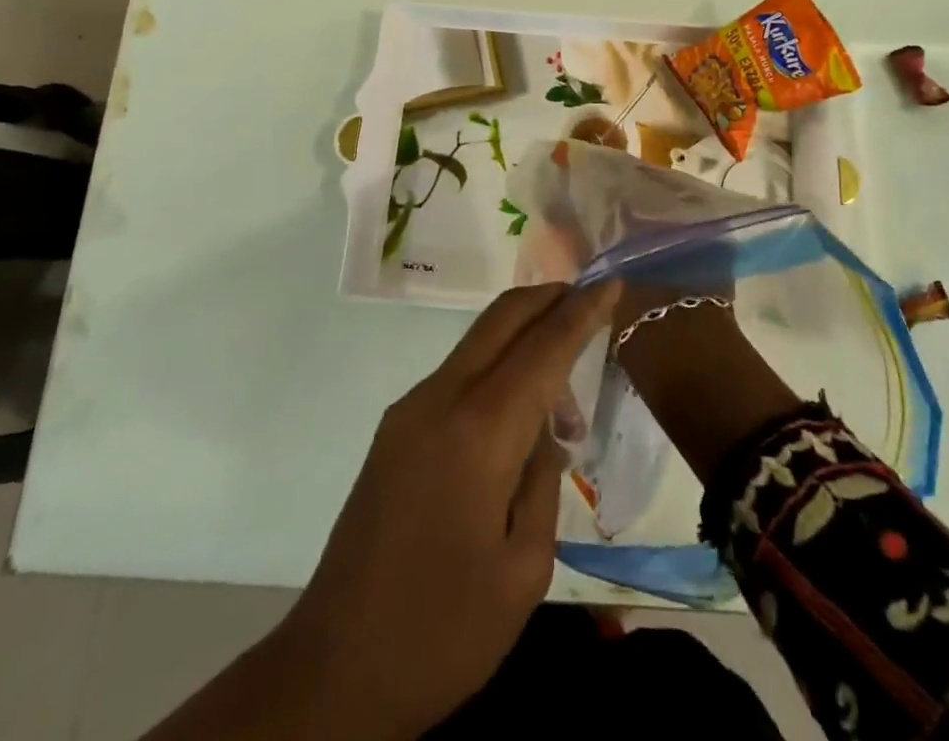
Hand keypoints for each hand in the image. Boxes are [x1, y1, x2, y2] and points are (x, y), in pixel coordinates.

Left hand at [275, 280, 619, 738]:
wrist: (336, 666)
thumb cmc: (444, 630)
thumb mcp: (524, 569)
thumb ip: (543, 481)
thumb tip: (542, 434)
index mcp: (479, 431)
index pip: (542, 348)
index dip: (581, 311)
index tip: (612, 282)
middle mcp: (440, 399)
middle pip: (501, 319)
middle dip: (548, 298)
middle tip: (590, 299)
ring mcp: (410, 409)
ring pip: (478, 343)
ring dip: (524, 340)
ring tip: (564, 397)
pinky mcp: (395, 429)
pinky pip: (458, 376)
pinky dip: (497, 371)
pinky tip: (518, 420)